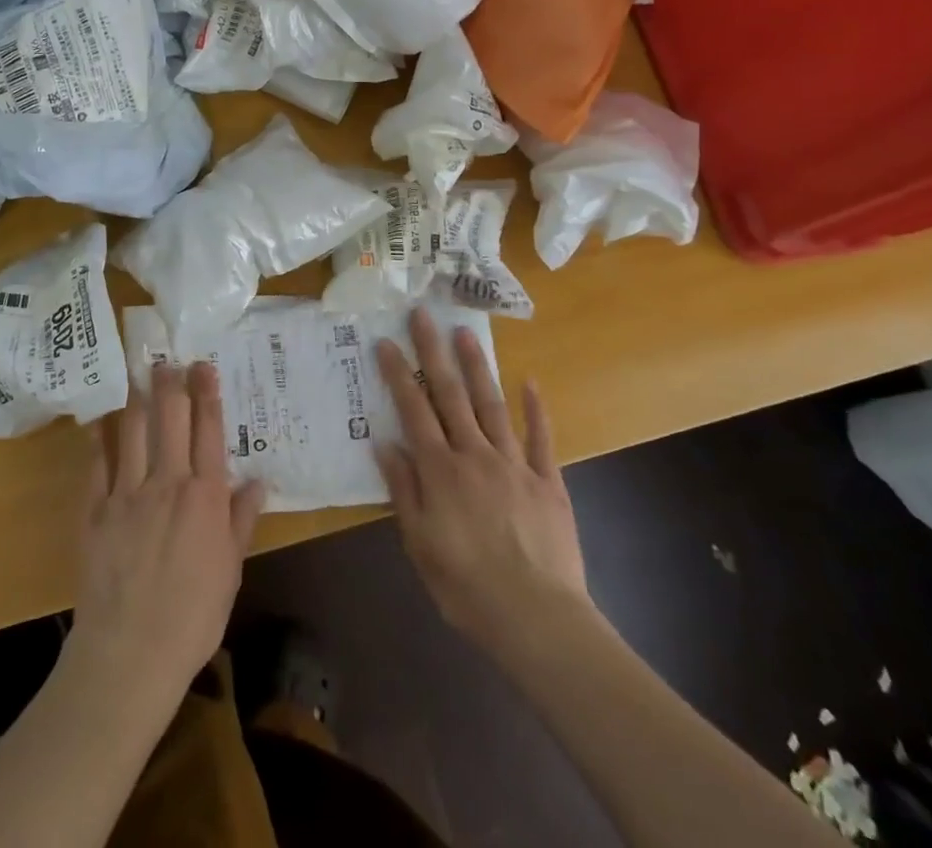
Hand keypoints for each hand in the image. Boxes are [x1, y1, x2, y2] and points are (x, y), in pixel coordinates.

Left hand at [68, 363, 264, 710]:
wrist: (130, 654)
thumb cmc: (193, 616)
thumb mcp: (231, 570)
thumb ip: (241, 520)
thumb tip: (258, 480)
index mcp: (205, 496)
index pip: (208, 430)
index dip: (207, 393)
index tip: (203, 365)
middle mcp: (167, 482)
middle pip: (170, 418)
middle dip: (170, 382)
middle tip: (168, 358)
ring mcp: (126, 493)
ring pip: (132, 430)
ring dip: (137, 399)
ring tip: (138, 376)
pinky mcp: (93, 510)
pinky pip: (96, 463)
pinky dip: (99, 439)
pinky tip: (100, 422)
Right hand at [377, 310, 591, 668]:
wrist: (537, 618)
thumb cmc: (466, 586)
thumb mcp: (419, 544)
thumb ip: (403, 489)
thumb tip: (384, 443)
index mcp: (440, 471)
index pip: (414, 411)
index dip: (399, 374)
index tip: (387, 342)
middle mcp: (474, 455)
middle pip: (450, 394)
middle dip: (434, 352)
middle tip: (424, 315)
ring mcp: (514, 463)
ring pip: (491, 404)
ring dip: (477, 367)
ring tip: (466, 333)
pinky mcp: (547, 480)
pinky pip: (540, 438)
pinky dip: (535, 409)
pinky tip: (530, 381)